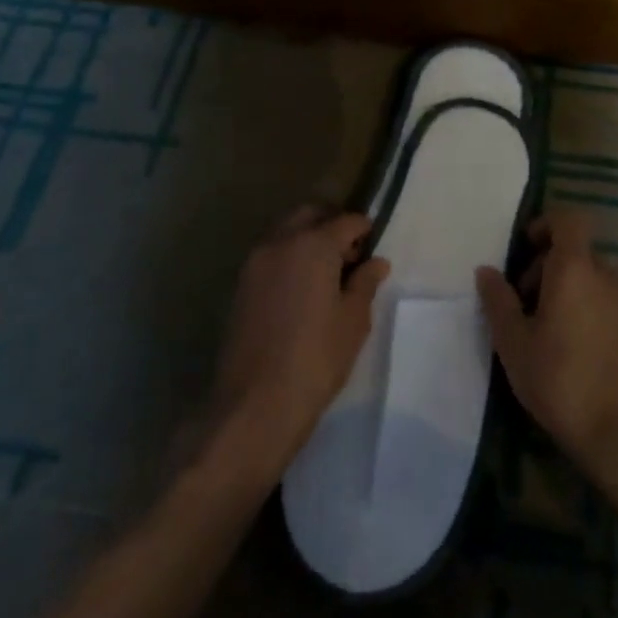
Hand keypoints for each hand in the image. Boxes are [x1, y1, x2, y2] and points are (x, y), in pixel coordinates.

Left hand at [207, 206, 389, 484]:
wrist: (255, 403)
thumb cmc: (316, 358)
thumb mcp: (353, 321)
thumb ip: (365, 283)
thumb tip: (376, 262)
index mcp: (313, 244)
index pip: (345, 221)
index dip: (364, 229)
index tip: (373, 246)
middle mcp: (280, 242)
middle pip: (310, 214)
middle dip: (332, 223)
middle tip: (351, 254)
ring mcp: (255, 262)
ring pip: (286, 231)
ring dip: (308, 237)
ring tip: (327, 273)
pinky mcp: (241, 285)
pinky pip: (271, 254)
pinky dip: (289, 256)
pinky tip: (303, 288)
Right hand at [476, 210, 617, 482]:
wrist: (616, 430)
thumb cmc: (558, 378)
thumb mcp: (513, 341)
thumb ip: (498, 300)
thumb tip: (486, 271)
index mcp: (575, 269)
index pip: (569, 219)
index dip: (545, 224)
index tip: (523, 249)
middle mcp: (603, 276)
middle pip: (574, 249)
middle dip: (544, 263)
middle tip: (519, 299)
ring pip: (587, 274)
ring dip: (561, 285)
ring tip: (537, 323)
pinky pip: (599, 296)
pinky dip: (578, 303)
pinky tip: (560, 341)